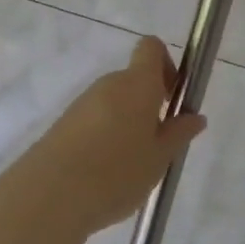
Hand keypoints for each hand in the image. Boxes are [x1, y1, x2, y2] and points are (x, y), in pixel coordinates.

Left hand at [30, 36, 205, 235]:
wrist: (49, 195)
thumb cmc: (116, 172)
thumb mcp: (158, 158)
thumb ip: (178, 134)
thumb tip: (195, 116)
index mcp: (138, 84)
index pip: (151, 48)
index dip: (166, 65)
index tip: (172, 98)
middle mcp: (109, 84)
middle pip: (134, 79)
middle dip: (149, 103)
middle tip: (157, 144)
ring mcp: (82, 103)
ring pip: (114, 102)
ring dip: (126, 122)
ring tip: (130, 166)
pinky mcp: (63, 124)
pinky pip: (94, 120)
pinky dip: (104, 136)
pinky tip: (104, 173)